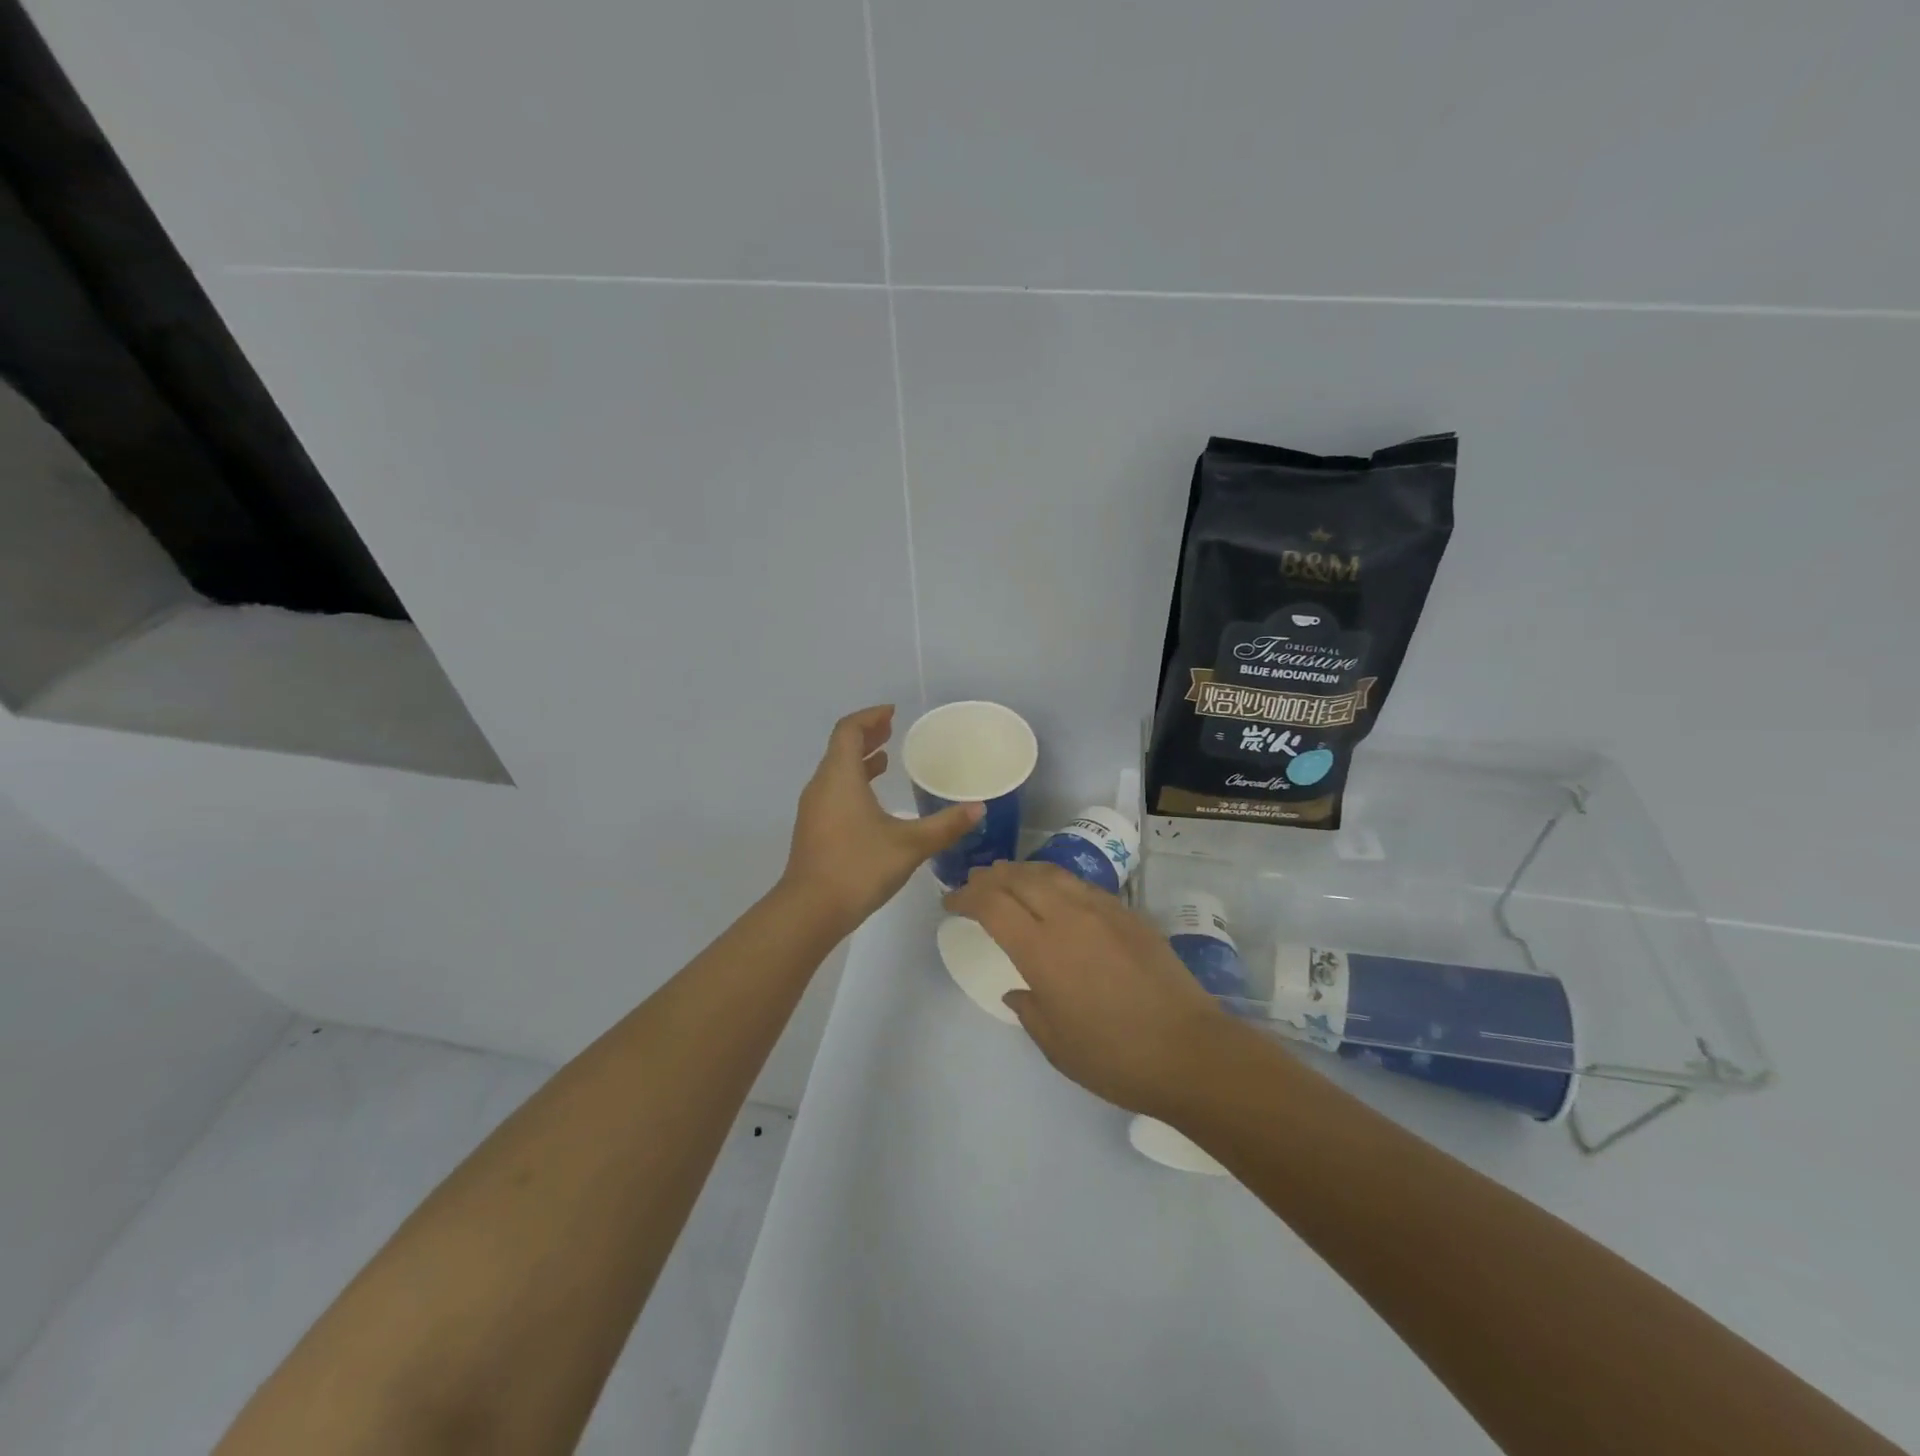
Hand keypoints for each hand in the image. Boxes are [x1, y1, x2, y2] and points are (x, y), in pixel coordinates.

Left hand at [782, 705, 982, 930]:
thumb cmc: (859, 867)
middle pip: (841, 748)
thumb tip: (978, 808)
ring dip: (859, 760)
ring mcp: (814, 809)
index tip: (893, 713)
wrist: (810, 910)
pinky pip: (834, 791)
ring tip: (885, 759)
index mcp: (840, 777)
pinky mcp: (814, 829)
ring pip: (836, 771)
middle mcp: (822, 786)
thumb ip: (945, 825)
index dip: (870, 717)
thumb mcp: (910, 844)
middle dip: (867, 736)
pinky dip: (853, 783)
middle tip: (893, 730)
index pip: (849, 730)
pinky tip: (873, 801)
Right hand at [942, 861, 1235, 1117]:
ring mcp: (1102, 910)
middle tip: (973, 883)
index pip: (991, 905)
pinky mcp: (1128, 914)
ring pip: (1052, 874)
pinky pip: (1082, 885)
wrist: (1189, 1051)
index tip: (950, 902)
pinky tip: (1055, 892)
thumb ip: (1029, 1009)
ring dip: (1022, 871)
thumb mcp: (1056, 1043)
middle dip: (989, 877)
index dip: (965, 897)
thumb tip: (1017, 990)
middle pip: (1018, 879)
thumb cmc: (1114, 1057)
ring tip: (1008, 877)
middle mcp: (1068, 917)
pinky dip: (1056, 881)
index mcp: (1041, 950)